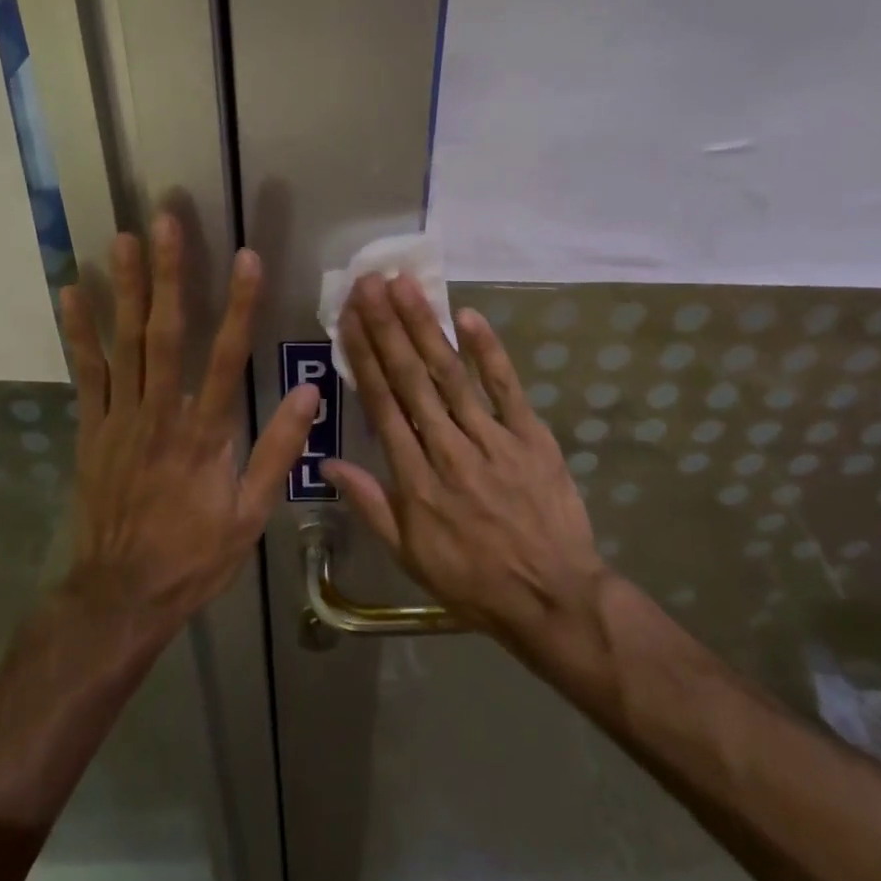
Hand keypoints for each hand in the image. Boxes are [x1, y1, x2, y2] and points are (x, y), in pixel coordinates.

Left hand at [59, 216, 319, 630]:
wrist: (121, 595)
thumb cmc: (194, 555)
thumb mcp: (250, 515)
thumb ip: (278, 450)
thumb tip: (309, 394)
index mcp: (205, 433)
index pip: (227, 356)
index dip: (240, 305)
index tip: (247, 258)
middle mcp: (161, 413)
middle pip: (167, 332)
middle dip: (170, 273)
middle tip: (166, 220)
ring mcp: (120, 418)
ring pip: (125, 342)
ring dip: (127, 287)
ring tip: (124, 237)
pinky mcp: (91, 429)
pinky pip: (86, 372)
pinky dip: (79, 331)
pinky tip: (73, 292)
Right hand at [321, 274, 609, 647]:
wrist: (552, 598)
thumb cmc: (473, 580)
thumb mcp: (410, 555)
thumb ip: (371, 504)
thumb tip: (328, 464)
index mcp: (416, 479)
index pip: (383, 406)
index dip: (363, 358)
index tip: (348, 319)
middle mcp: (448, 449)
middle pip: (411, 379)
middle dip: (386, 327)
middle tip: (368, 283)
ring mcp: (493, 439)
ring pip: (452, 375)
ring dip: (426, 327)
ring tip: (404, 286)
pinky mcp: (532, 437)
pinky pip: (507, 388)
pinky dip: (489, 352)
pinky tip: (468, 316)